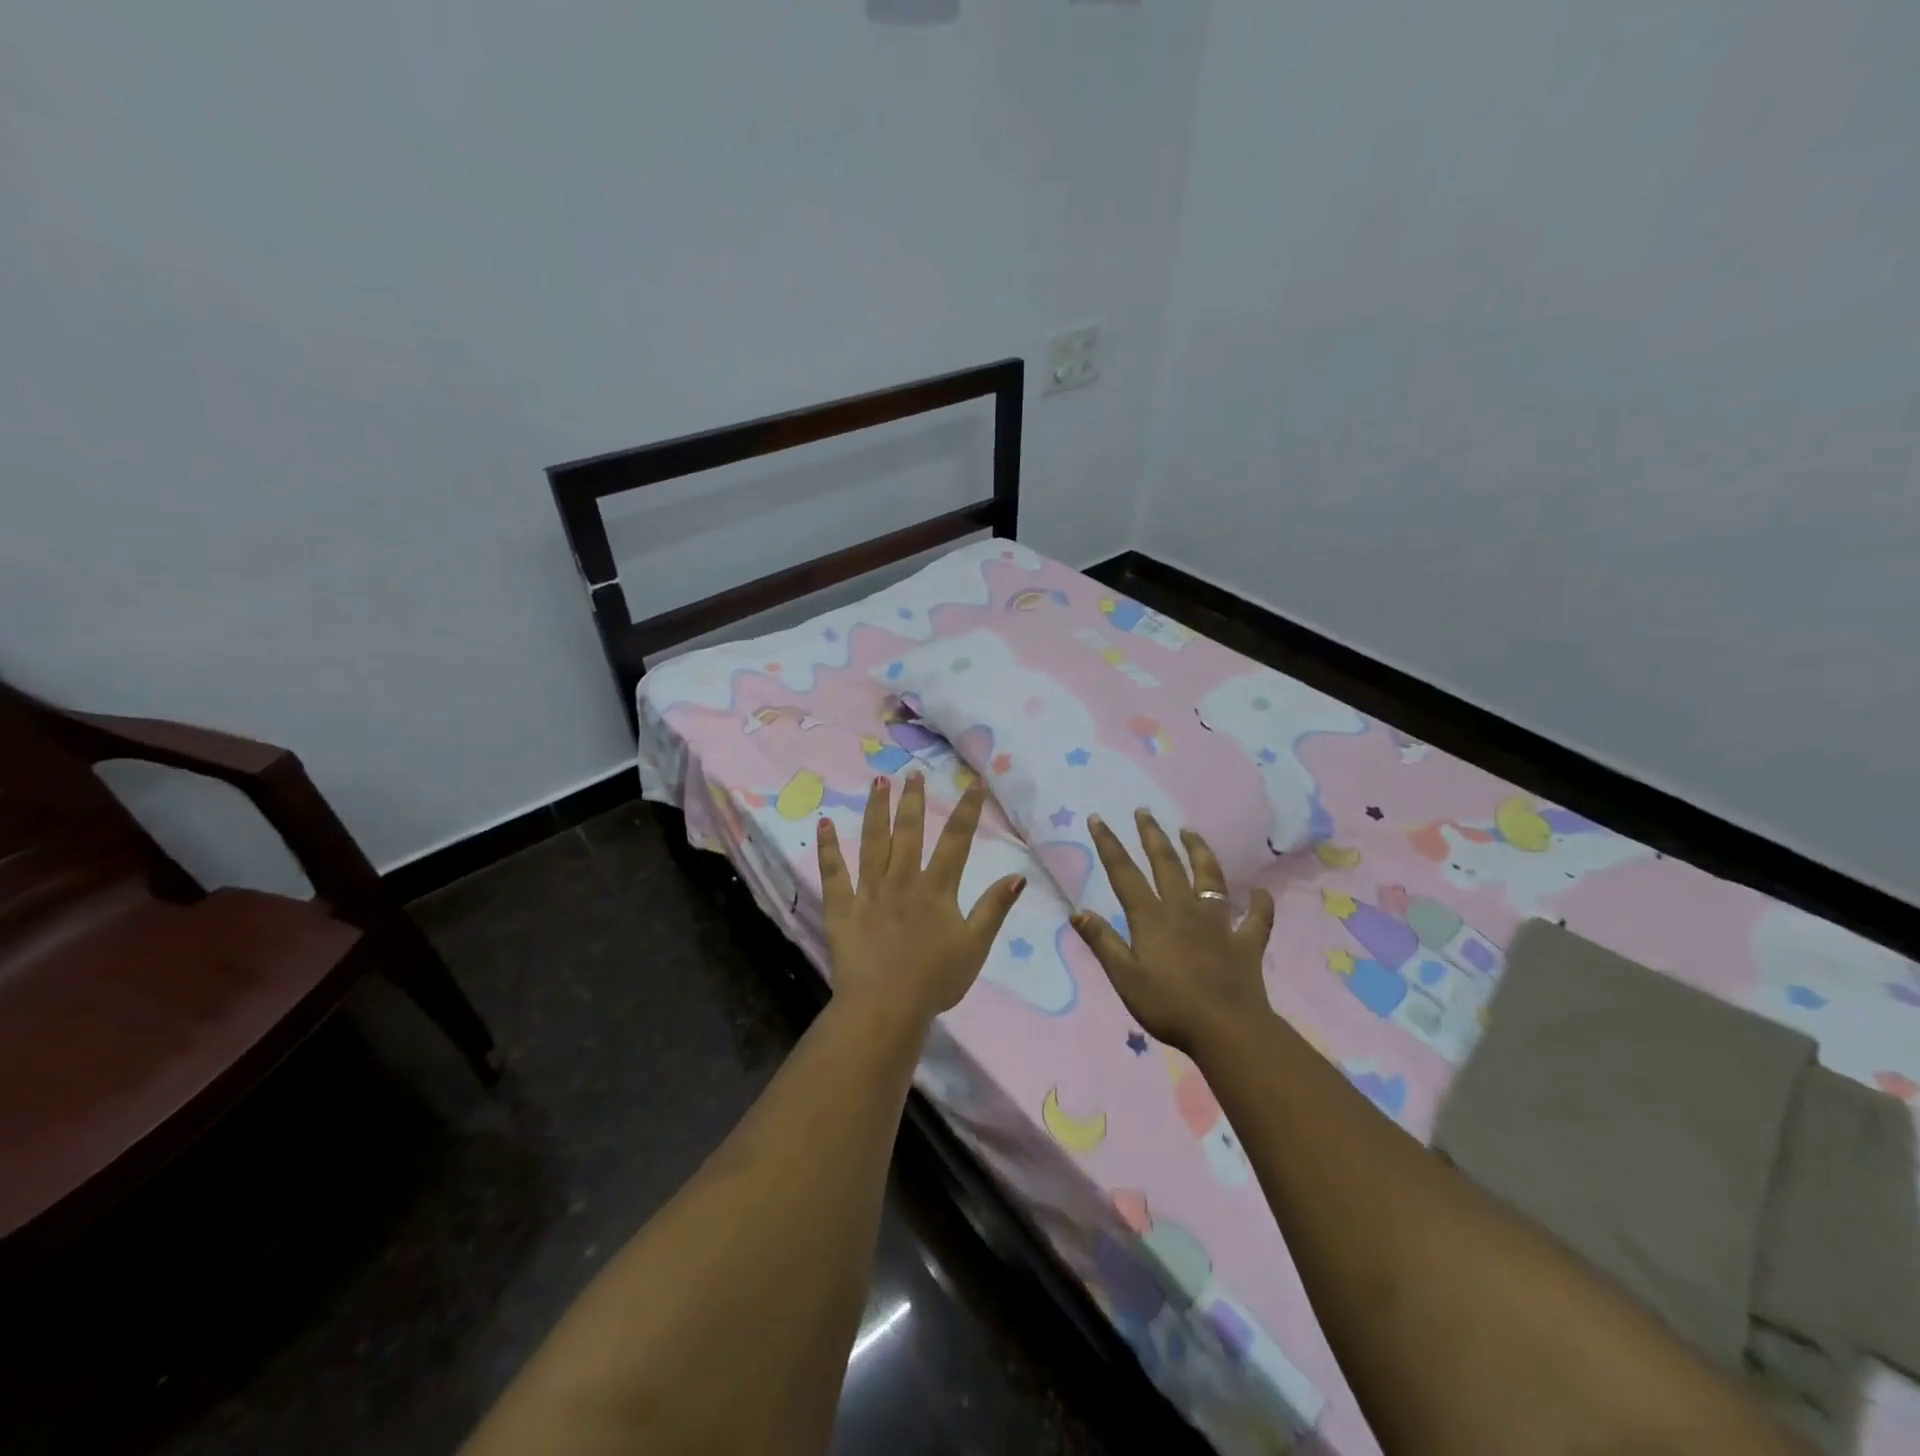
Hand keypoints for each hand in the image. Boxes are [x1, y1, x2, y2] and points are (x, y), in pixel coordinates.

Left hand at [817, 773, 1026, 1032]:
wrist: (885, 1007)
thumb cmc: (935, 980)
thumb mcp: (975, 946)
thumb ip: (994, 908)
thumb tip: (1018, 874)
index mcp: (937, 888)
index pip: (956, 841)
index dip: (967, 810)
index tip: (973, 783)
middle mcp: (902, 880)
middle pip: (909, 832)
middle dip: (913, 800)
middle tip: (913, 773)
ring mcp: (869, 891)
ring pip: (872, 842)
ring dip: (876, 809)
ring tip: (878, 782)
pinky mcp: (842, 907)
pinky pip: (834, 872)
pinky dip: (828, 848)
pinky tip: (824, 823)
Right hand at [1072, 811, 1276, 1054]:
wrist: (1227, 1030)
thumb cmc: (1169, 1006)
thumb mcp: (1124, 977)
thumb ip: (1103, 942)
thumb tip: (1078, 910)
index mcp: (1151, 917)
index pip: (1124, 873)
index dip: (1109, 844)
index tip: (1098, 818)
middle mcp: (1184, 910)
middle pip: (1166, 864)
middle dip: (1152, 835)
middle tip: (1144, 811)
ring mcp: (1219, 923)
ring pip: (1209, 878)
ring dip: (1199, 852)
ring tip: (1190, 831)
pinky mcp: (1246, 942)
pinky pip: (1257, 918)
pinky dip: (1260, 904)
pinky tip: (1260, 892)